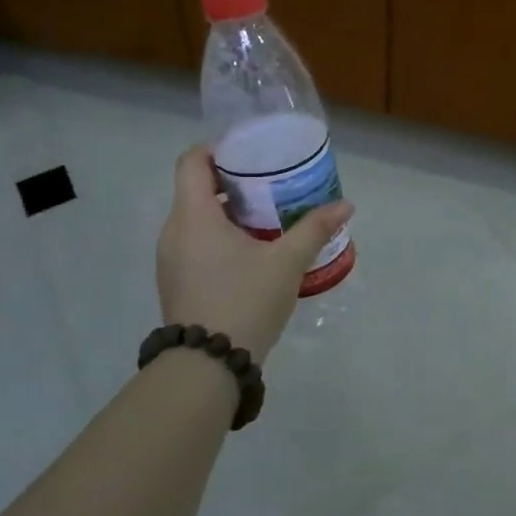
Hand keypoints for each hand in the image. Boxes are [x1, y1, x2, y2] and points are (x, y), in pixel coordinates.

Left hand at [156, 145, 353, 364]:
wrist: (207, 366)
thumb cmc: (244, 301)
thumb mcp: (286, 263)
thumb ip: (314, 228)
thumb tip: (345, 205)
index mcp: (193, 215)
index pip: (191, 161)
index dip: (217, 148)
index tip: (250, 152)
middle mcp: (174, 231)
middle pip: (195, 188)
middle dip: (231, 181)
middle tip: (269, 183)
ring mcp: (170, 259)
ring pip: (195, 218)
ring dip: (226, 212)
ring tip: (266, 217)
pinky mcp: (175, 282)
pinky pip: (194, 243)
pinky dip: (218, 237)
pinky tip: (251, 253)